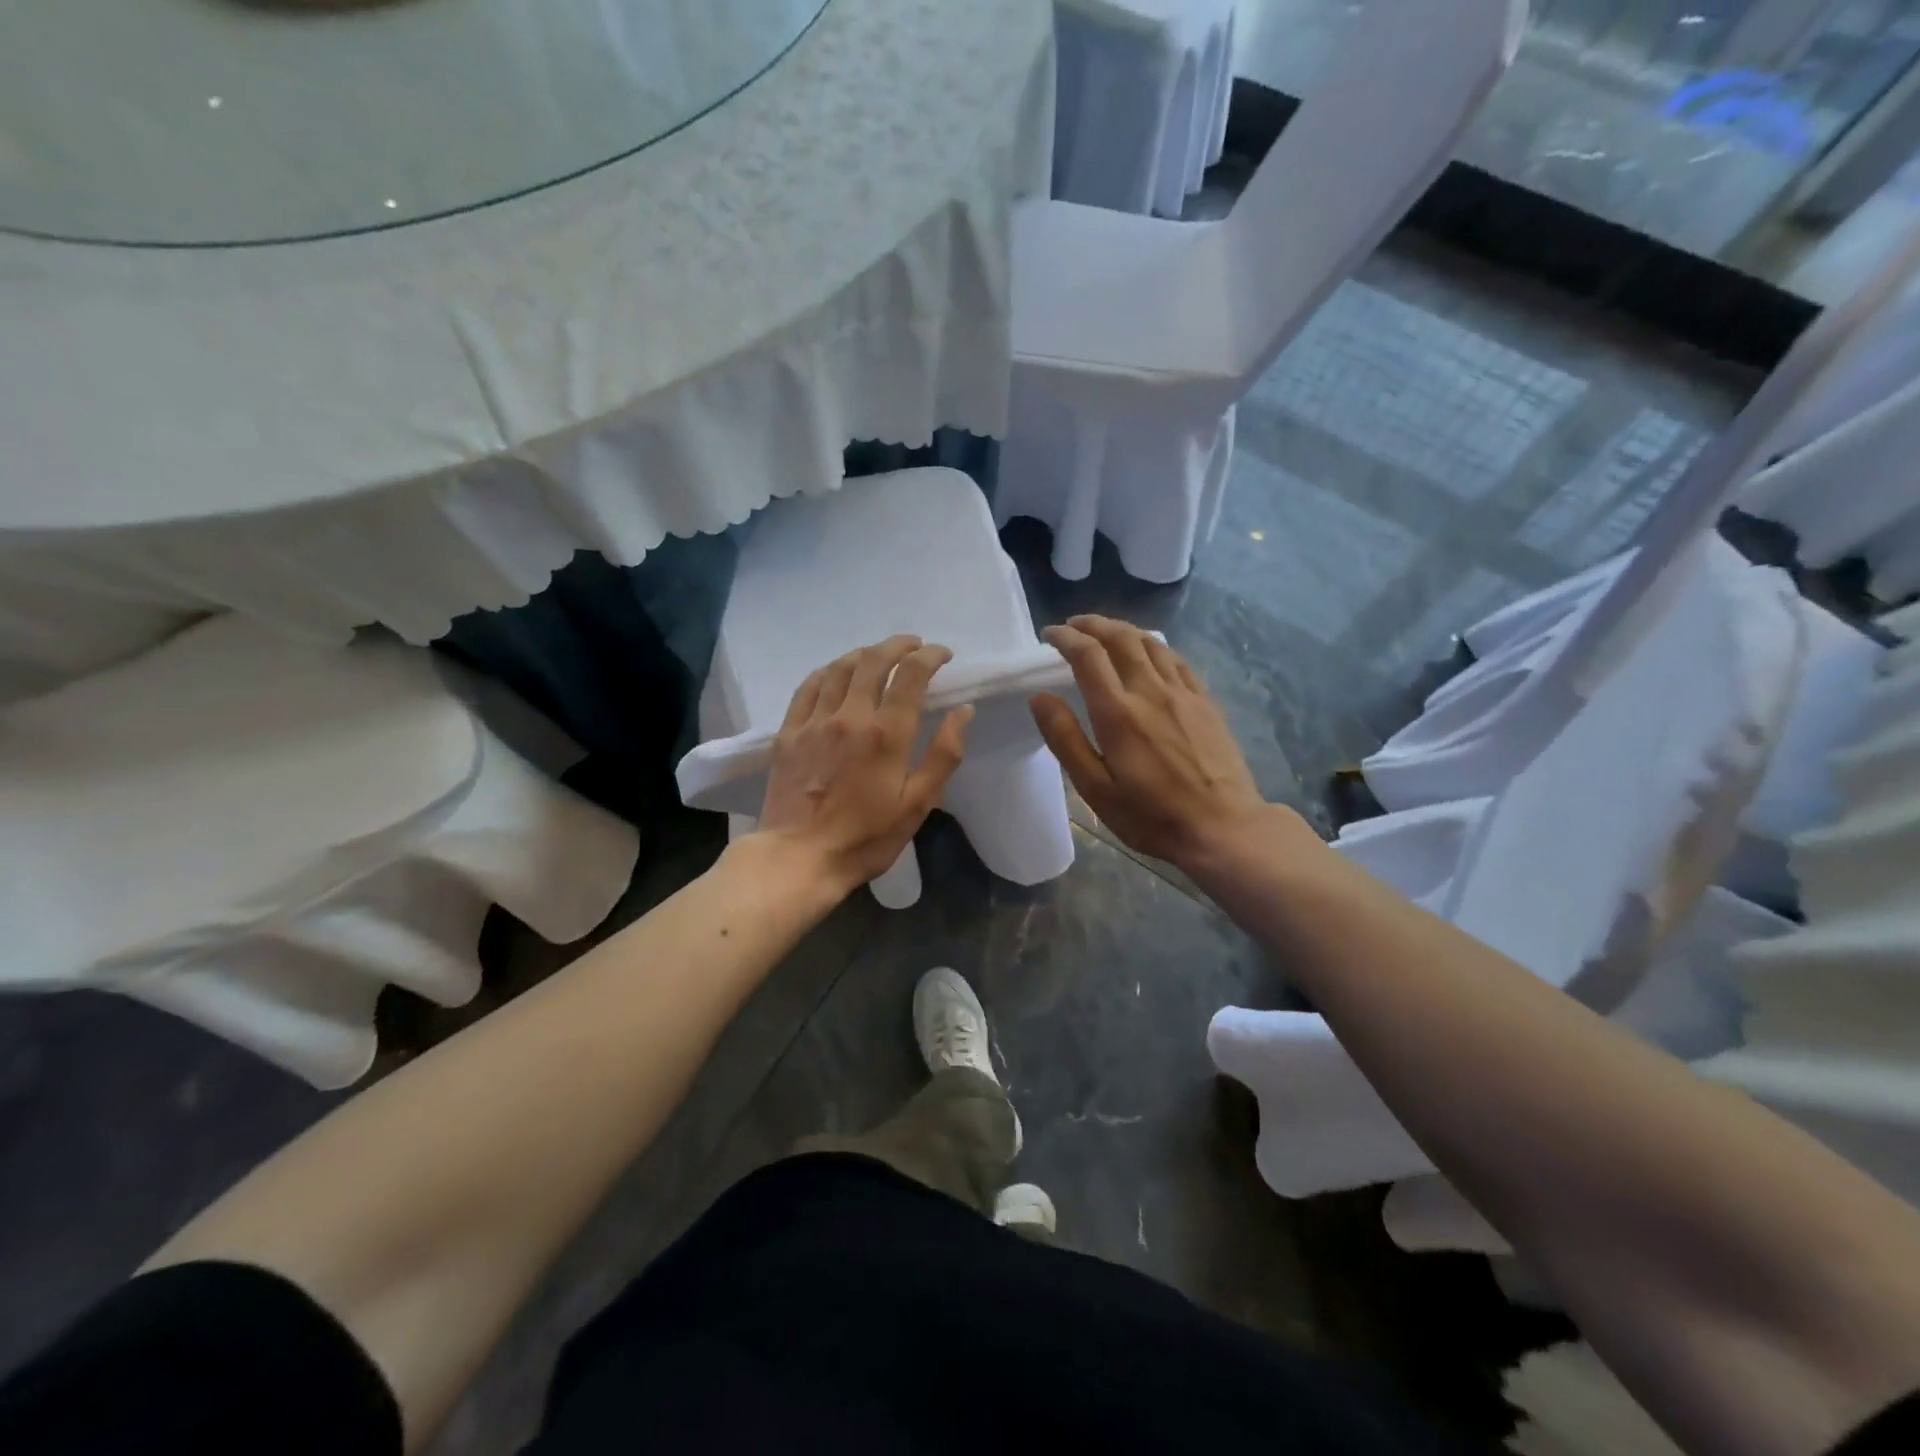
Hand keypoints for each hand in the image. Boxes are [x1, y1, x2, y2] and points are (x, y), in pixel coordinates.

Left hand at [755, 636, 972, 895]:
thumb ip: (944, 754)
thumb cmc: (866, 837)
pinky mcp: (789, 732)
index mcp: (887, 733)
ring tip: (879, 656)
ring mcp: (815, 721)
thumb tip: (963, 711)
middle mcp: (850, 715)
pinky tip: (835, 673)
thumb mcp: (918, 804)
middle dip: (899, 645)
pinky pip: (808, 686)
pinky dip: (827, 671)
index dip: (930, 656)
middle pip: (874, 660)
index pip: (912, 674)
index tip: (943, 655)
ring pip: (840, 668)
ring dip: (865, 654)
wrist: (799, 857)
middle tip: (914, 646)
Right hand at [1032, 616, 1288, 869]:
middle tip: (1073, 626)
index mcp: (1118, 713)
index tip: (1049, 636)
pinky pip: (1176, 659)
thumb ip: (1065, 739)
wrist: (1222, 828)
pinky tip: (1148, 652)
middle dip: (1093, 624)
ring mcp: (1183, 693)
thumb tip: (1040, 698)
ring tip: (1105, 632)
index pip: (1087, 655)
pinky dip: (1154, 646)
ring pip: (1150, 643)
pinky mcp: (1205, 702)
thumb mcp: (1096, 789)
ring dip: (1123, 629)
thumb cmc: (1151, 816)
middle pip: (1120, 638)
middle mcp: (1150, 691)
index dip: (1065, 638)